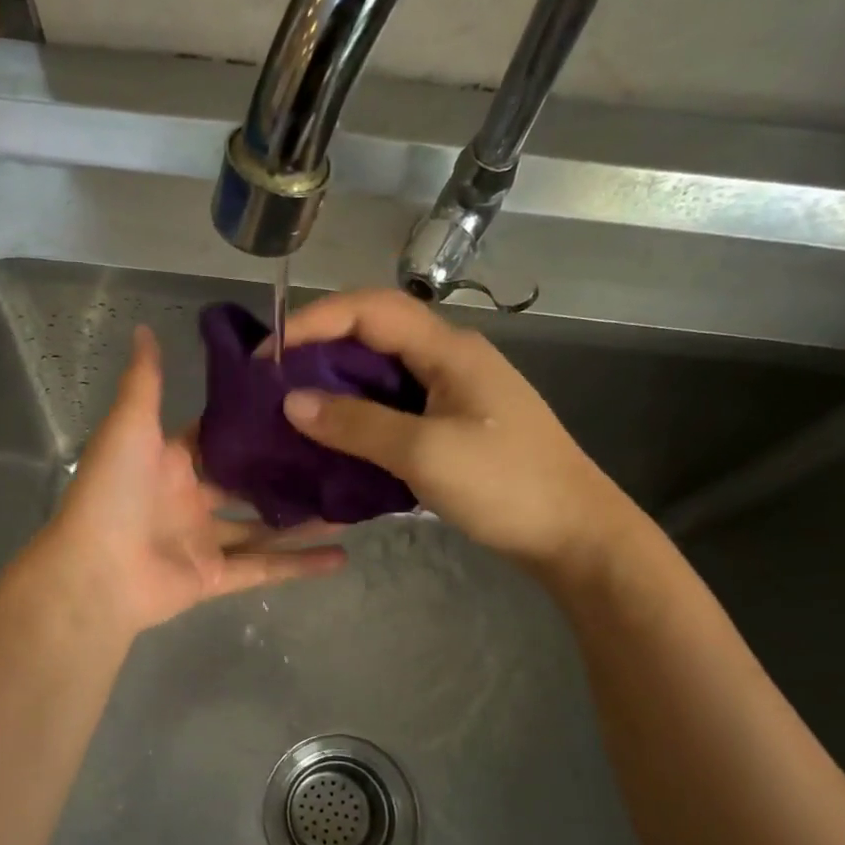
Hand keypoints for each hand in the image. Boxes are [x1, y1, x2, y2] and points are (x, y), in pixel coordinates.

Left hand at [24, 325, 345, 636]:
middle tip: (340, 452)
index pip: (218, 435)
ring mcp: (203, 540)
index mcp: (169, 461)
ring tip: (352, 502)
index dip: (253, 420)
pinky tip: (342, 556)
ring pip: (264, 527)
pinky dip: (300, 565)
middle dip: (287, 471)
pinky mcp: (214, 577)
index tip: (300, 402)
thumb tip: (144, 328)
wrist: (93, 573)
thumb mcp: (129, 426)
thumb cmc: (113, 492)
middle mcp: (189, 498)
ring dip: (304, 519)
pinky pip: (264, 569)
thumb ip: (145, 382)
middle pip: (247, 482)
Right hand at [278, 290, 639, 578]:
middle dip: (319, 351)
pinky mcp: (452, 424)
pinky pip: (393, 406)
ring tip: (292, 410)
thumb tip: (292, 402)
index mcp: (449, 350)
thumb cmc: (506, 486)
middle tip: (273, 383)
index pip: (370, 309)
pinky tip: (334, 439)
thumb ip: (357, 424)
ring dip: (336, 385)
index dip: (314, 321)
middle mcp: (449, 359)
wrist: (576, 534)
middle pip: (374, 335)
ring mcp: (453, 393)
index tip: (269, 355)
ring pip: (382, 373)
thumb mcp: (426, 453)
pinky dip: (358, 415)